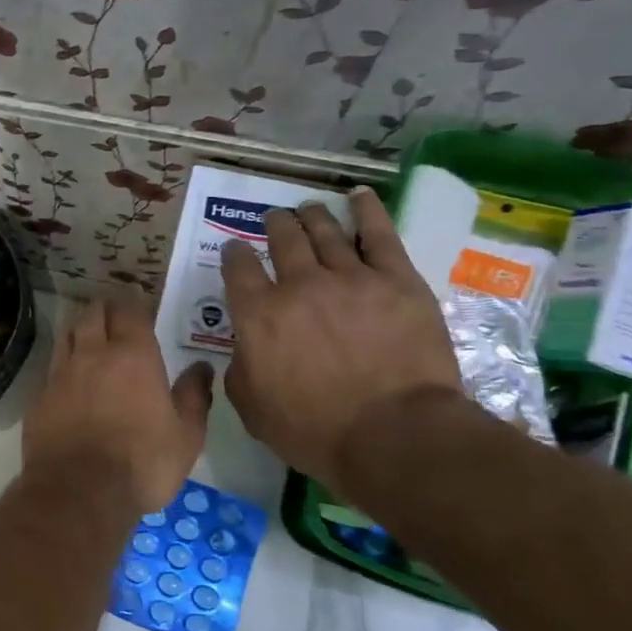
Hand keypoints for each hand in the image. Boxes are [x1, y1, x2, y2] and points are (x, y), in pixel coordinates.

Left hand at [24, 296, 213, 514]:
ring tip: (90, 337)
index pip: (130, 311)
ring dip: (80, 330)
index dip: (134, 303)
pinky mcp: (39, 398)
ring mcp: (60, 375)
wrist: (78, 493)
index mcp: (132, 356)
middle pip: (93, 314)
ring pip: (67, 335)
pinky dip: (63, 365)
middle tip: (114, 315)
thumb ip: (194, 396)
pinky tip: (69, 379)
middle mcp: (93, 355)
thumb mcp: (186, 437)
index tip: (140, 305)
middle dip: (104, 309)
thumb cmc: (142, 464)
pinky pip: (52, 369)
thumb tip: (200, 368)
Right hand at [220, 187, 460, 492]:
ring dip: (311, 216)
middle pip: (282, 239)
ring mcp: (350, 277)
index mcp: (258, 315)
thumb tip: (244, 348)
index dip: (234, 254)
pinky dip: (366, 210)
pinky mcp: (397, 279)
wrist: (393, 434)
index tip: (235, 250)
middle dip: (274, 225)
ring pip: (325, 231)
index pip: (238, 268)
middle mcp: (298, 284)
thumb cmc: (314, 430)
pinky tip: (359, 196)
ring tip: (307, 209)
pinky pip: (379, 234)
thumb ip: (239, 369)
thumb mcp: (252, 409)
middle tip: (274, 221)